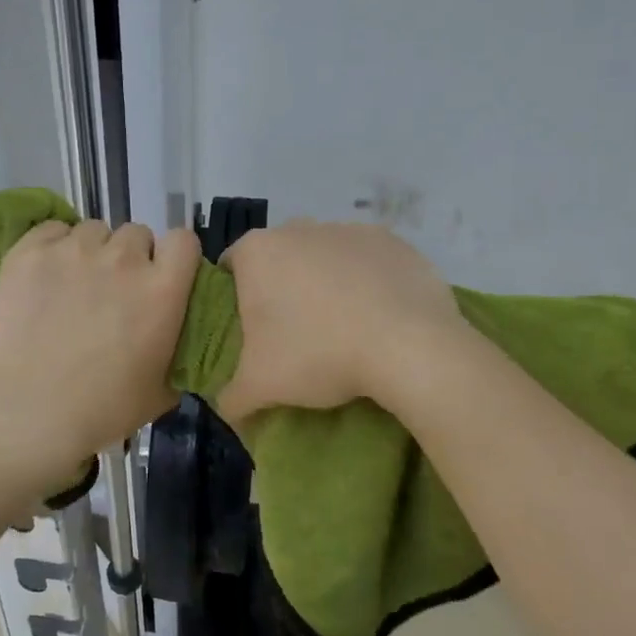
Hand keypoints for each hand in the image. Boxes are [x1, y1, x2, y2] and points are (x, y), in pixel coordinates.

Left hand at [0, 219, 199, 491]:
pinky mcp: (30, 252)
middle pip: (137, 234)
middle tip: (114, 291)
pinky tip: (45, 276)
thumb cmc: (100, 410)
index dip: (175, 256)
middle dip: (131, 257)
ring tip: (74, 284)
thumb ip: (179, 352)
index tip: (163, 276)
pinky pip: (52, 229)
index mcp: (162, 291)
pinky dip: (54, 246)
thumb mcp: (161, 391)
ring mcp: (73, 251)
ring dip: (92, 252)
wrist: (25, 414)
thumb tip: (178, 339)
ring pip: (94, 230)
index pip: (184, 241)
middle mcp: (123, 259)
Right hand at [216, 221, 465, 422]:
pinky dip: (366, 281)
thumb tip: (226, 408)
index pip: (232, 267)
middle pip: (279, 258)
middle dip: (282, 287)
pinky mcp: (391, 240)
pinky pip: (367, 260)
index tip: (252, 329)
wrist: (409, 347)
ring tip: (341, 327)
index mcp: (258, 252)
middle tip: (294, 332)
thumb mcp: (261, 386)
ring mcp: (348, 229)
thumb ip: (232, 397)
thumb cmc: (319, 355)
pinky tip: (377, 316)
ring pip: (324, 256)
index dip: (237, 298)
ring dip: (325, 282)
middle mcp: (298, 228)